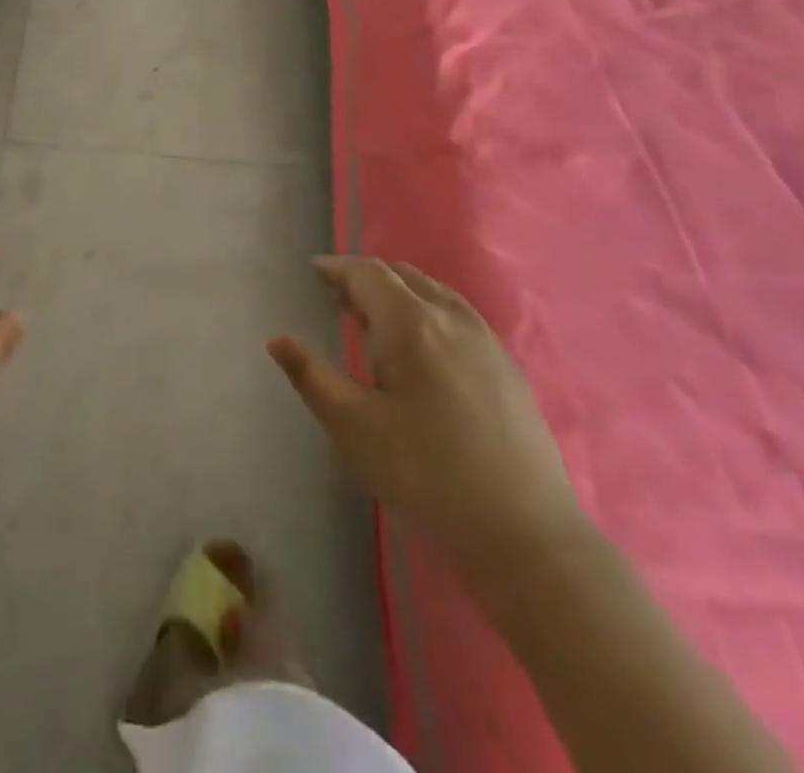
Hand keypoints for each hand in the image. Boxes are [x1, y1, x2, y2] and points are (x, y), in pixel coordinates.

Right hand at [269, 256, 583, 581]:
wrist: (526, 535)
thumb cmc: (426, 474)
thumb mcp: (352, 427)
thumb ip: (311, 377)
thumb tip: (277, 340)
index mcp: (411, 323)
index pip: (368, 274)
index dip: (338, 268)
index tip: (314, 270)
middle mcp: (452, 318)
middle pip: (403, 276)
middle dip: (366, 278)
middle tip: (338, 296)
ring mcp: (487, 342)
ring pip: (435, 293)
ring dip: (399, 292)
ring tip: (375, 317)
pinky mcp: (508, 369)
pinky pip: (458, 316)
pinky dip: (428, 310)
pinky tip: (424, 347)